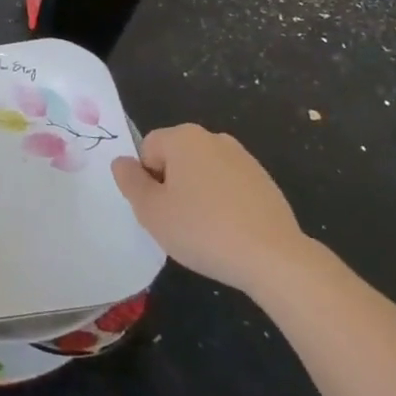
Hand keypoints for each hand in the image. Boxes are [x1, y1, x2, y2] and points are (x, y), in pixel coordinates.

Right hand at [112, 124, 309, 294]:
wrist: (274, 257)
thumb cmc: (202, 230)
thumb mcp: (151, 211)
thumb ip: (130, 181)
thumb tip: (122, 162)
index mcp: (183, 137)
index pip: (147, 149)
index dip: (147, 180)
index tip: (159, 209)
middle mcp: (213, 138)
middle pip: (176, 158)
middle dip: (172, 186)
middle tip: (177, 222)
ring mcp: (243, 158)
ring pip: (203, 173)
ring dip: (197, 195)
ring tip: (205, 231)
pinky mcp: (264, 181)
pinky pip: (229, 187)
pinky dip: (223, 204)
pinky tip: (230, 233)